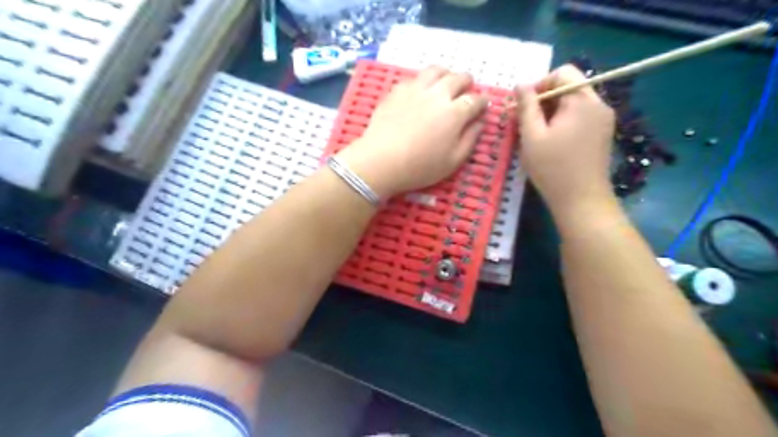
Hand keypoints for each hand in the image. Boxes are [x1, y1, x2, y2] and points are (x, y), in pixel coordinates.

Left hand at [340, 67, 484, 198]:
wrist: (381, 161)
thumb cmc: (420, 167)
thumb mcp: (453, 161)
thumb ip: (470, 139)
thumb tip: (479, 122)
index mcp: (455, 113)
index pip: (476, 100)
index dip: (483, 102)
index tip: (483, 105)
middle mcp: (438, 94)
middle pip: (458, 78)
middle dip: (467, 83)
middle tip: (466, 91)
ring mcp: (416, 89)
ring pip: (436, 70)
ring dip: (446, 74)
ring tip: (445, 83)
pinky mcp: (397, 90)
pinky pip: (414, 78)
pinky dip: (423, 81)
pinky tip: (420, 91)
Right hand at [515, 65, 617, 218]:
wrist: (582, 201)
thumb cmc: (553, 168)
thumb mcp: (532, 136)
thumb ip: (526, 106)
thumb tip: (520, 84)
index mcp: (582, 100)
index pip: (562, 73)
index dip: (539, 85)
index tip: (523, 107)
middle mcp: (598, 104)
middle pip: (569, 87)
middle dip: (544, 101)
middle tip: (525, 124)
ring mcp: (604, 120)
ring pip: (573, 103)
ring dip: (552, 113)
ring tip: (536, 136)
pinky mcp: (603, 134)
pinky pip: (580, 117)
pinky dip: (563, 123)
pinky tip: (552, 143)